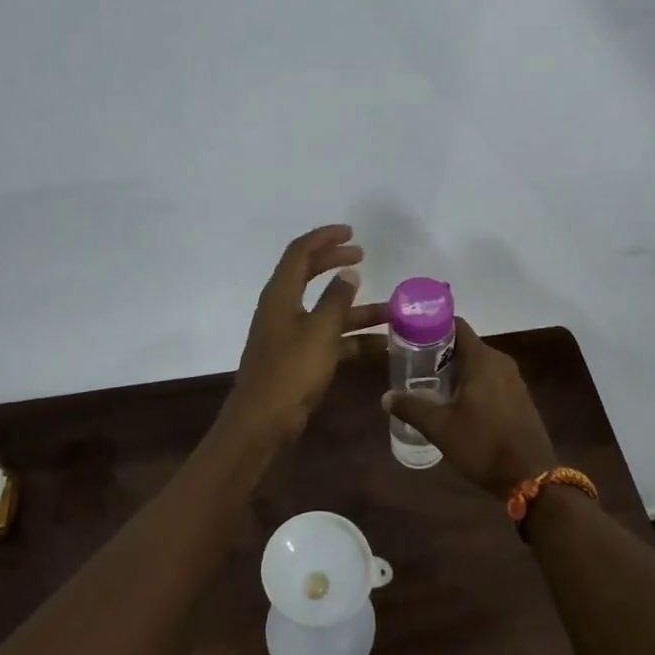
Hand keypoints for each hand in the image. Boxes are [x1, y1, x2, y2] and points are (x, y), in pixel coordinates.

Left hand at [227, 225, 386, 442]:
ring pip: (325, 309)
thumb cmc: (291, 371)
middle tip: (363, 255)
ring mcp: (289, 333)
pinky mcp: (297, 357)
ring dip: (355, 307)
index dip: (324, 238)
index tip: (352, 233)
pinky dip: (352, 337)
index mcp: (281, 294)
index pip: (300, 252)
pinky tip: (381, 345)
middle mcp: (282, 307)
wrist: (262, 422)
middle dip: (336, 262)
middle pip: (309, 274)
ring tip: (391, 309)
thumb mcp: (320, 332)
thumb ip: (337, 299)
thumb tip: (348, 273)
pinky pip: (328, 337)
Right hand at [381, 320, 556, 497]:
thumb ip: (411, 408)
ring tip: (433, 385)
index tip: (413, 336)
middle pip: (466, 345)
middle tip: (416, 366)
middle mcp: (500, 361)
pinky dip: (474, 383)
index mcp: (482, 359)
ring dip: (458, 370)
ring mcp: (514, 379)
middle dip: (442, 353)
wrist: (531, 476)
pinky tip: (459, 404)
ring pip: (480, 363)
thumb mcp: (440, 428)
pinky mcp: (520, 397)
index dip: (434, 327)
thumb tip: (385, 397)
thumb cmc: (483, 444)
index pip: (456, 326)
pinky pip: (492, 379)